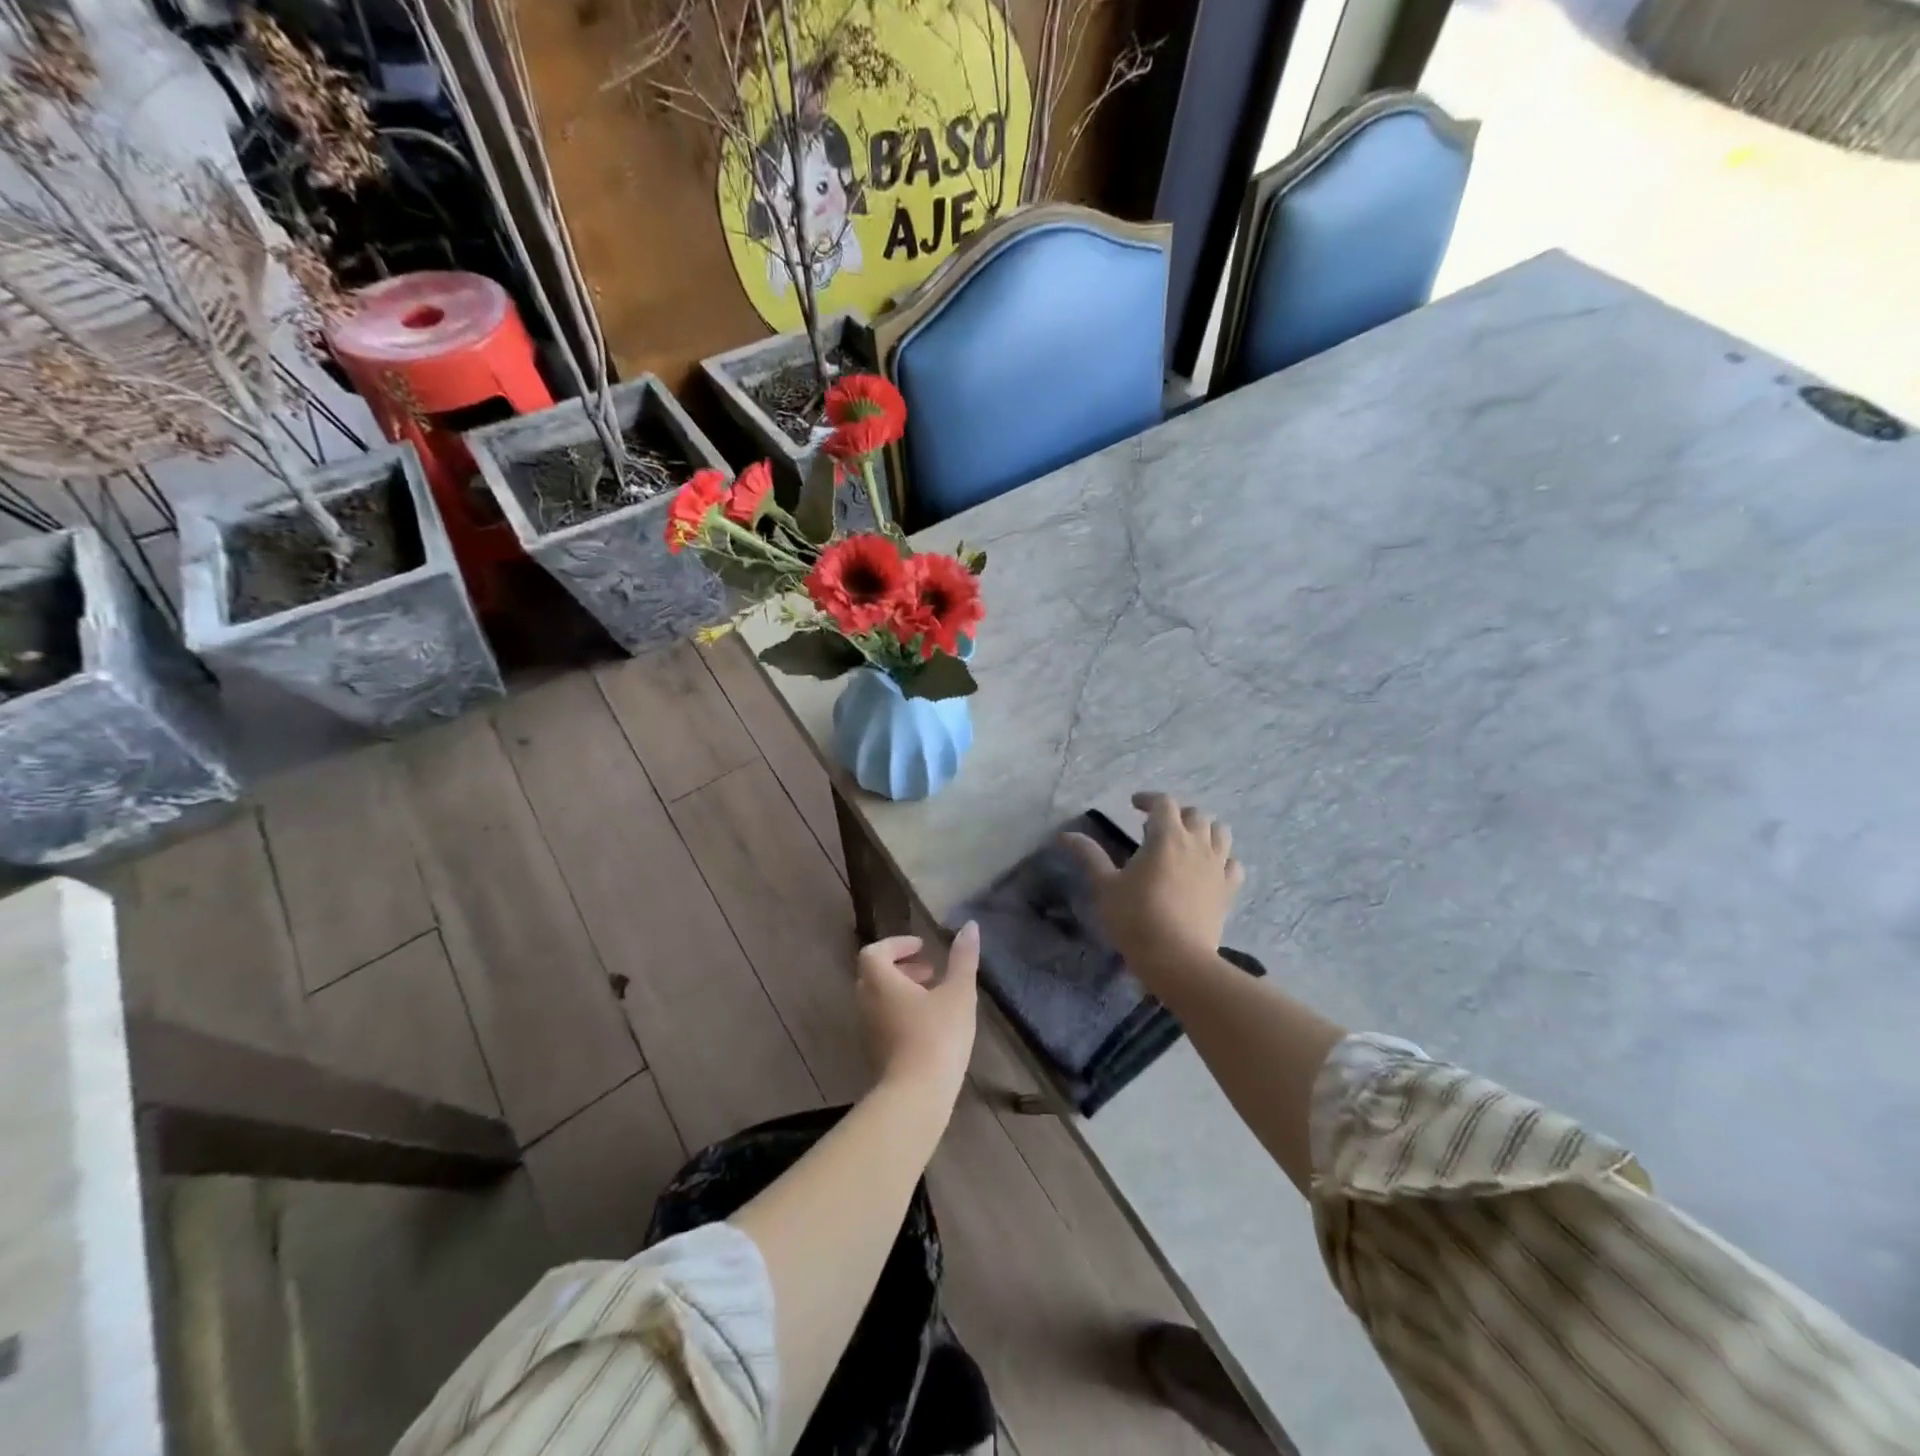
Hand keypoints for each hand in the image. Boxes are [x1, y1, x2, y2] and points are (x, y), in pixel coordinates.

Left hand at [856, 923, 978, 1107]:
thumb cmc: (937, 1036)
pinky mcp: (875, 1054)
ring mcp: (868, 1031)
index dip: (897, 945)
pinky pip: (882, 1022)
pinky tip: (928, 1026)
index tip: (921, 947)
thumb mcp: (958, 993)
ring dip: (901, 991)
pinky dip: (900, 1013)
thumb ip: (963, 959)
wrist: (917, 1096)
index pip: (875, 952)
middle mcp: (866, 1003)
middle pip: (874, 975)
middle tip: (929, 971)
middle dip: (900, 967)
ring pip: (878, 1000)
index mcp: (880, 982)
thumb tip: (970, 926)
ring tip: (934, 998)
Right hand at [1063, 793, 1245, 965]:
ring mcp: (1217, 867)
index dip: (1149, 799)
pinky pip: (1233, 865)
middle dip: (1177, 814)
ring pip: (1220, 833)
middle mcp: (1197, 844)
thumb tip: (1065, 835)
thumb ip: (1089, 856)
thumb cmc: (1136, 917)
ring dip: (1204, 830)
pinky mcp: (1228, 891)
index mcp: (1166, 837)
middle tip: (1158, 827)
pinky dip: (1222, 859)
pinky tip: (1209, 869)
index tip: (1134, 806)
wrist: (1177, 959)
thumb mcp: (1105, 886)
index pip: (1164, 803)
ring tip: (1187, 842)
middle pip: (1194, 814)